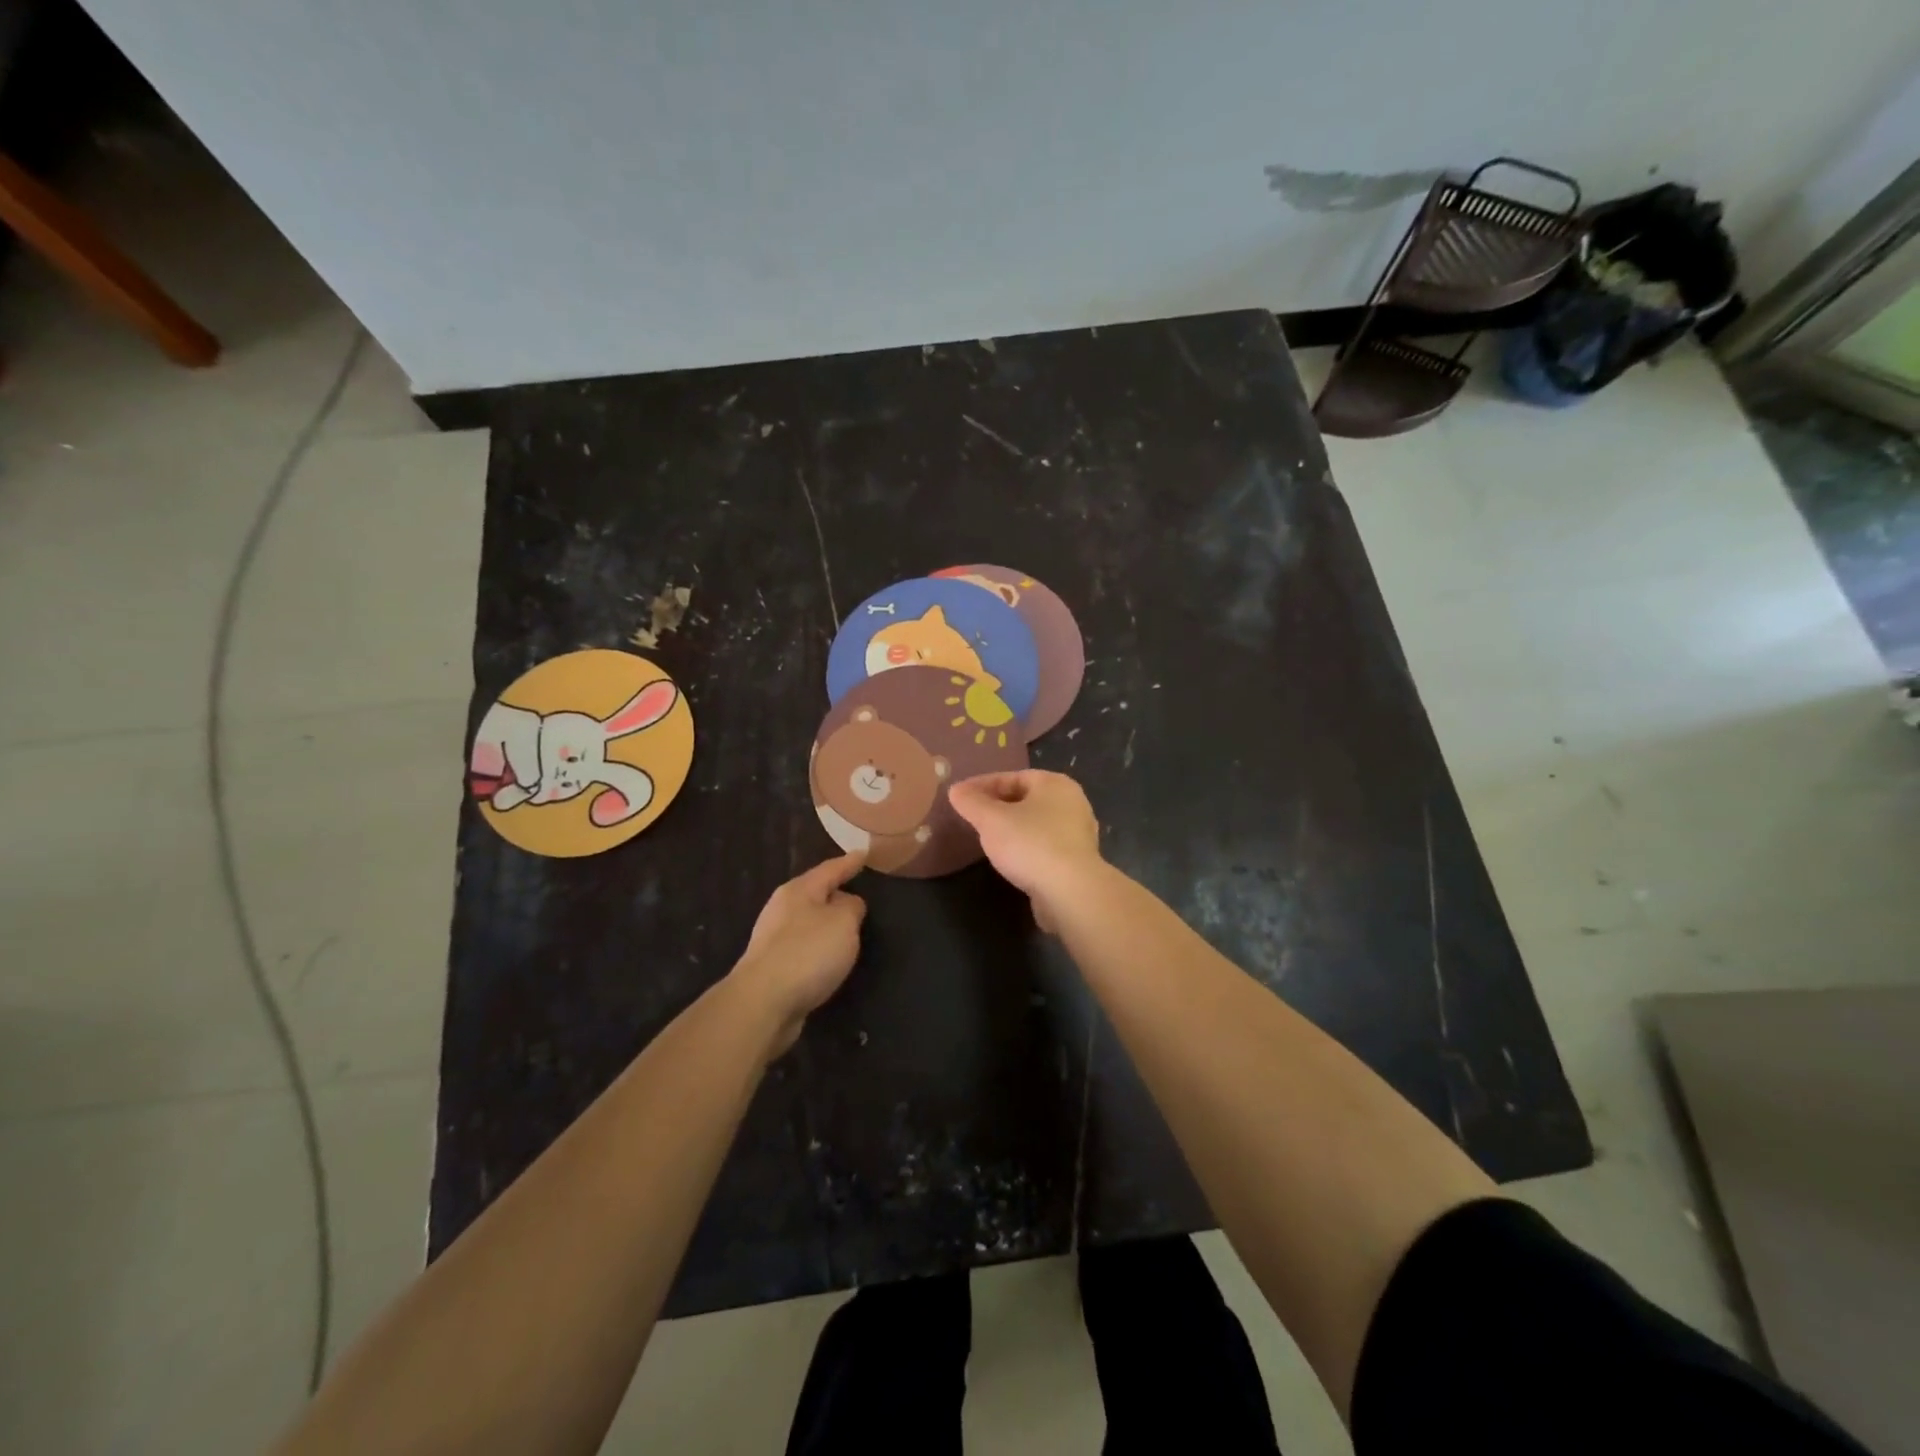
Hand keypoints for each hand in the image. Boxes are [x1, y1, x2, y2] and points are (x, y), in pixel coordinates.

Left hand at [730, 853, 866, 1055]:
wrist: (763, 1003)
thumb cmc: (808, 952)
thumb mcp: (843, 922)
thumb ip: (852, 907)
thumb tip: (848, 904)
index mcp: (798, 891)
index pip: (830, 869)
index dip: (849, 862)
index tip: (864, 854)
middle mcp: (782, 909)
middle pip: (815, 894)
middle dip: (835, 893)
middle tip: (858, 890)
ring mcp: (773, 940)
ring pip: (808, 923)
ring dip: (826, 924)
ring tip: (848, 927)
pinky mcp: (773, 968)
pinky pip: (804, 948)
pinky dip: (819, 948)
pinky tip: (829, 958)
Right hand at [947, 770, 1103, 931]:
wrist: (1070, 892)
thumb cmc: (1030, 844)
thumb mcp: (991, 820)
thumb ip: (972, 802)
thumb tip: (956, 790)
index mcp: (1054, 784)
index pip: (1012, 777)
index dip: (982, 785)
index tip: (959, 795)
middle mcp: (1072, 802)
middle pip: (1026, 798)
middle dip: (997, 805)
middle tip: (972, 816)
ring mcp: (1078, 833)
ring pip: (1036, 823)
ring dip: (1012, 827)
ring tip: (987, 838)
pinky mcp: (1078, 861)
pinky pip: (1044, 845)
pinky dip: (1026, 847)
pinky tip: (1010, 859)